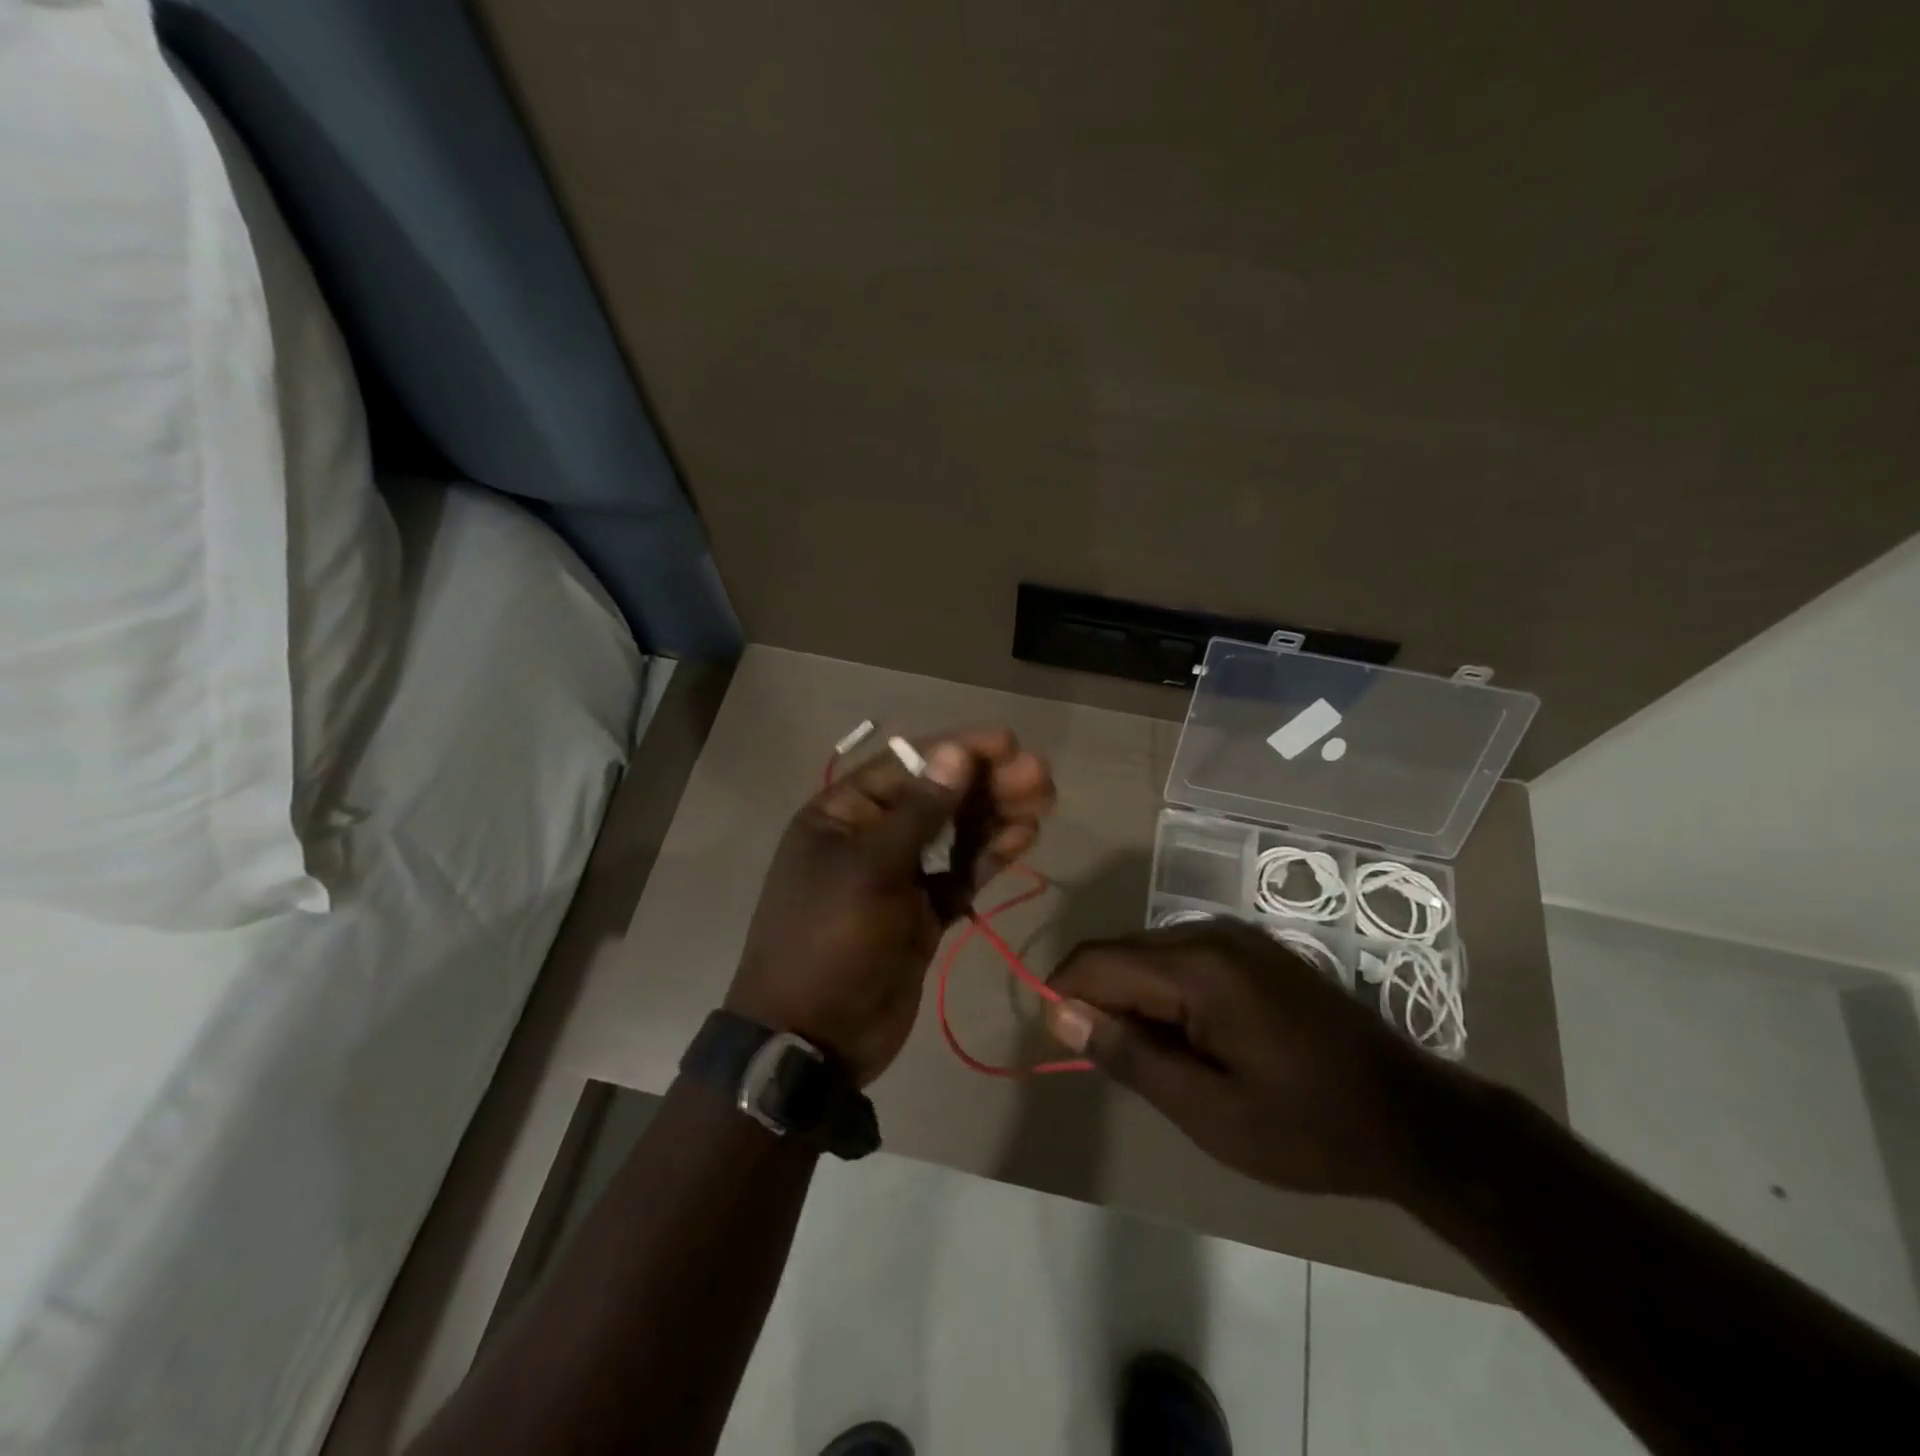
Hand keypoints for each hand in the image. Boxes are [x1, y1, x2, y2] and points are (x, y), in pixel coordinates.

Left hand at [729, 728, 1056, 1086]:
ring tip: (1043, 800)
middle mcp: (872, 836)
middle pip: (938, 796)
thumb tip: (956, 752)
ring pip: (955, 834)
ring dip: (996, 815)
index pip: (907, 765)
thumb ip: (919, 811)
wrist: (813, 1040)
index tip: (1008, 742)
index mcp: (843, 813)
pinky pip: (961, 874)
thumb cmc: (829, 940)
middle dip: (987, 783)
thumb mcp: (869, 869)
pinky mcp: (923, 913)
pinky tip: (1023, 838)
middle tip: (1039, 774)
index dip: (958, 750)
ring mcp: (899, 876)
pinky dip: (989, 856)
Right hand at [1045, 920, 1458, 1200]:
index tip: (1062, 1045)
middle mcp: (1211, 934)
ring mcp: (1237, 937)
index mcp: (1198, 968)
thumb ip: (1129, 1056)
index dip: (1064, 997)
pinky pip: (1183, 959)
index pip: (1097, 961)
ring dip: (1135, 1001)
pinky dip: (1167, 995)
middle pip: (1121, 953)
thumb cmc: (1307, 1127)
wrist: (1415, 1119)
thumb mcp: (1208, 1111)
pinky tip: (1193, 1041)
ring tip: (1159, 1063)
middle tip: (1118, 1067)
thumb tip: (1059, 1012)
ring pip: (1149, 955)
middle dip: (1102, 1002)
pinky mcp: (1253, 949)